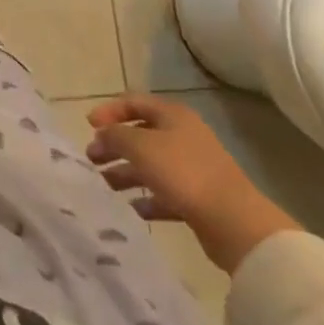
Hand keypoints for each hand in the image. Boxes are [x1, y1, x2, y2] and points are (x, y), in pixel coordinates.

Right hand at [86, 94, 299, 273]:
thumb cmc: (183, 172)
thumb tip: (101, 135)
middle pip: (140, 134)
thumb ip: (114, 135)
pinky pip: (165, 193)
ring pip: (151, 165)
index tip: (89, 126)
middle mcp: (183, 136)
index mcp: (172, 115)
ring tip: (104, 184)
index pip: (134, 101)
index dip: (109, 110)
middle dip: (114, 145)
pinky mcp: (198, 198)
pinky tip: (132, 207)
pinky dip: (147, 198)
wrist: (234, 223)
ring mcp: (193, 168)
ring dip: (126, 172)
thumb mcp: (139, 146)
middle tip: (92, 158)